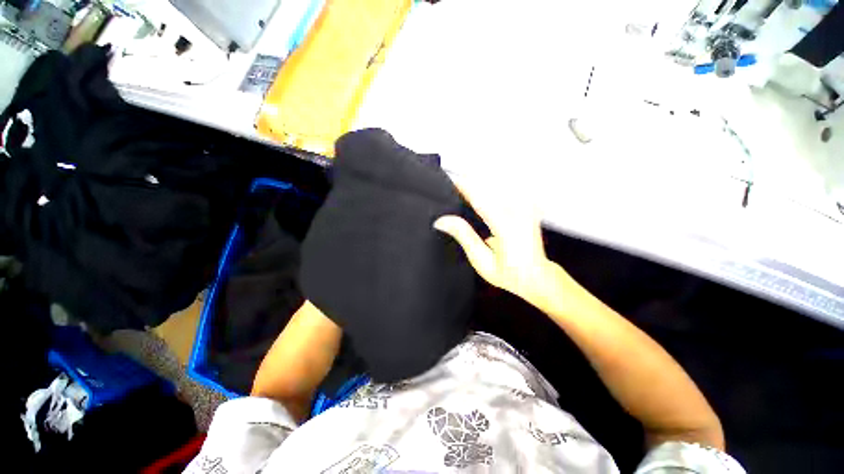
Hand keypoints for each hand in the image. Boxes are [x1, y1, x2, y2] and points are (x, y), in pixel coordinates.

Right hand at [434, 177, 558, 308]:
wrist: (536, 276)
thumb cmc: (510, 274)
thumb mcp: (482, 260)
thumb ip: (464, 236)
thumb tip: (443, 221)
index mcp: (506, 227)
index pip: (480, 199)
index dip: (464, 187)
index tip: (452, 181)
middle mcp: (520, 213)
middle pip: (491, 187)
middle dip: (473, 182)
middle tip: (457, 186)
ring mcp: (527, 208)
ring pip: (501, 185)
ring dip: (484, 184)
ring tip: (470, 188)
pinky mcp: (529, 207)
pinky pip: (510, 191)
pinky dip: (495, 189)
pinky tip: (487, 193)